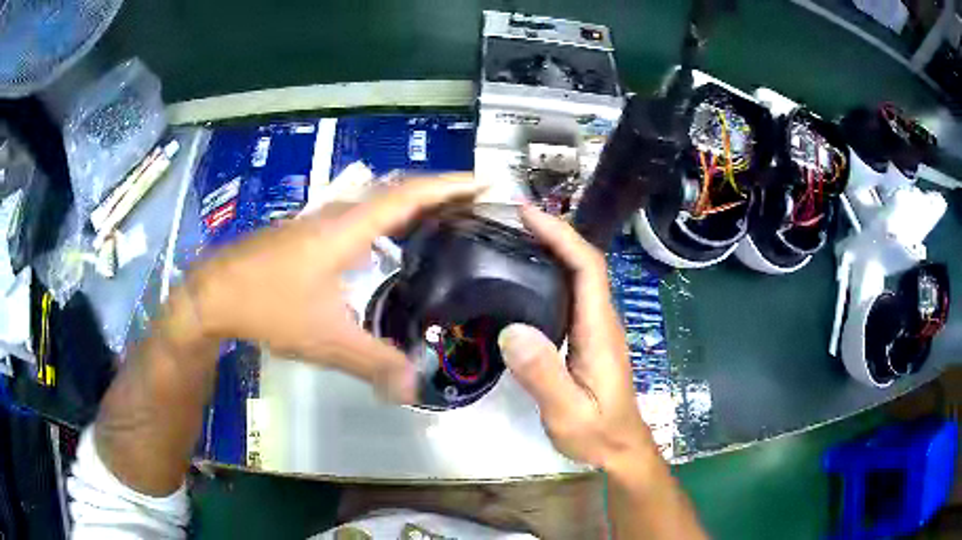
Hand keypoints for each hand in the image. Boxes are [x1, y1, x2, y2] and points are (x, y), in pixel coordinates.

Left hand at [187, 174, 486, 402]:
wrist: (212, 295)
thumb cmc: (267, 307)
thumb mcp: (325, 340)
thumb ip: (373, 363)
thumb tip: (414, 390)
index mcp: (348, 230)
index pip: (409, 196)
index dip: (449, 186)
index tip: (483, 183)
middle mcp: (336, 217)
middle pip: (396, 193)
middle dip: (438, 194)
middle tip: (474, 206)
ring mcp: (318, 223)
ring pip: (374, 204)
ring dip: (410, 207)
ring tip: (442, 222)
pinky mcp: (306, 235)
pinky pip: (357, 218)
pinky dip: (384, 223)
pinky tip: (388, 248)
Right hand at [497, 205, 657, 470]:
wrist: (619, 449)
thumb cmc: (598, 433)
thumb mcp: (568, 412)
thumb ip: (544, 375)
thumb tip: (511, 329)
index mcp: (599, 330)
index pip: (588, 267)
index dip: (562, 235)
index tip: (528, 215)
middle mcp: (600, 321)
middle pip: (583, 263)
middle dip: (552, 234)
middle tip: (508, 221)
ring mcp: (594, 329)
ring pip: (577, 277)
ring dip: (550, 251)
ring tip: (510, 240)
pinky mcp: (585, 339)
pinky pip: (569, 296)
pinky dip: (548, 276)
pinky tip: (522, 281)